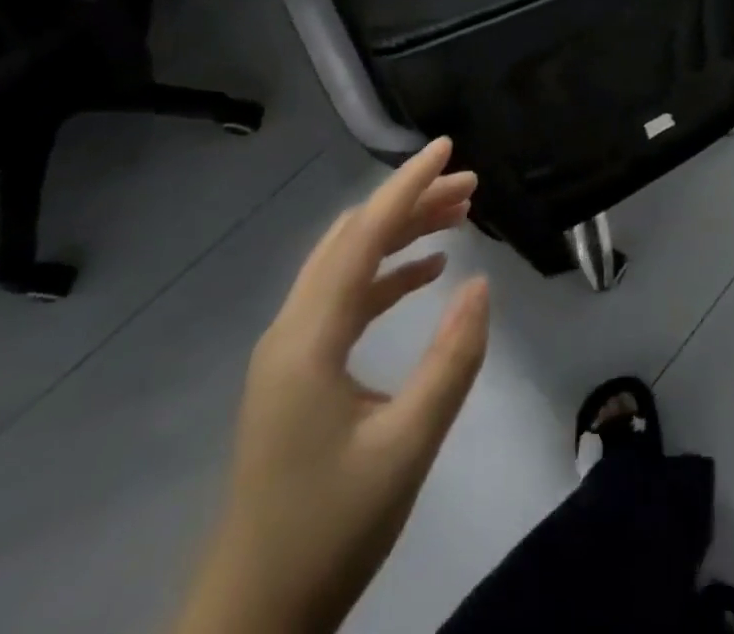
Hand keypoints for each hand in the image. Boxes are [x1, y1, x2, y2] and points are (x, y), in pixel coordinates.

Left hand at [173, 138, 489, 633]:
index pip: (363, 236)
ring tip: (458, 217)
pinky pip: (346, 298)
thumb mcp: (407, 446)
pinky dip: (387, 274)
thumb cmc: (329, 530)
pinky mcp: (298, 372)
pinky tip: (427, 273)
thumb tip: (481, 283)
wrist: (252, 619)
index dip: (407, 186)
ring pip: (349, 264)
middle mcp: (292, 329)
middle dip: (411, 203)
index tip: (447, 147)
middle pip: (354, 239)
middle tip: (470, 186)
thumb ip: (451, 360)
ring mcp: (290, 350)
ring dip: (401, 234)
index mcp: (309, 338)